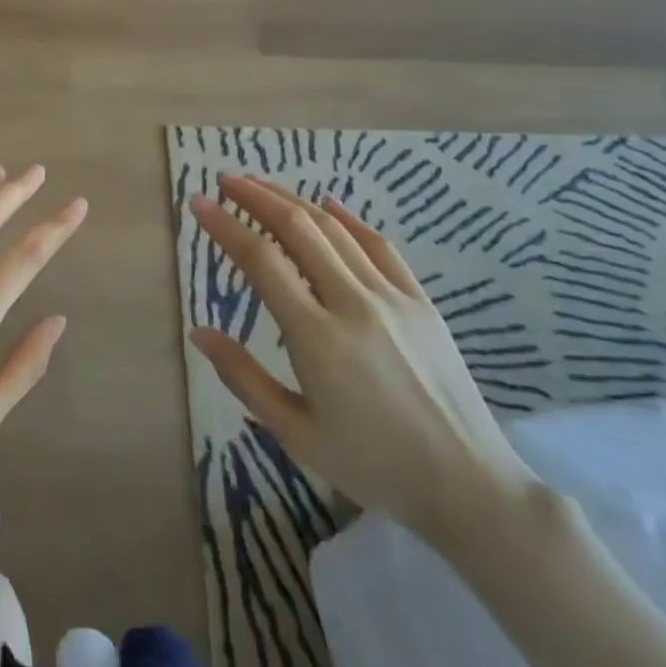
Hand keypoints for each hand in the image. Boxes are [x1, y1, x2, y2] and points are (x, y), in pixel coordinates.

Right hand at [189, 176, 539, 543]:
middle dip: (256, 197)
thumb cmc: (372, 466)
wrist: (468, 486)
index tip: (199, 203)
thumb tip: (198, 331)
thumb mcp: (296, 432)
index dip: (225, 226)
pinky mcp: (421, 301)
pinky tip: (328, 203)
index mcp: (317, 337)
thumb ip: (243, 377)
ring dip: (293, 201)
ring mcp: (392, 297)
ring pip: (335, 230)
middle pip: (298, 229)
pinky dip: (348, 218)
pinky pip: (380, 246)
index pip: (261, 260)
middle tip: (225, 180)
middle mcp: (353, 303)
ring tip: (261, 186)